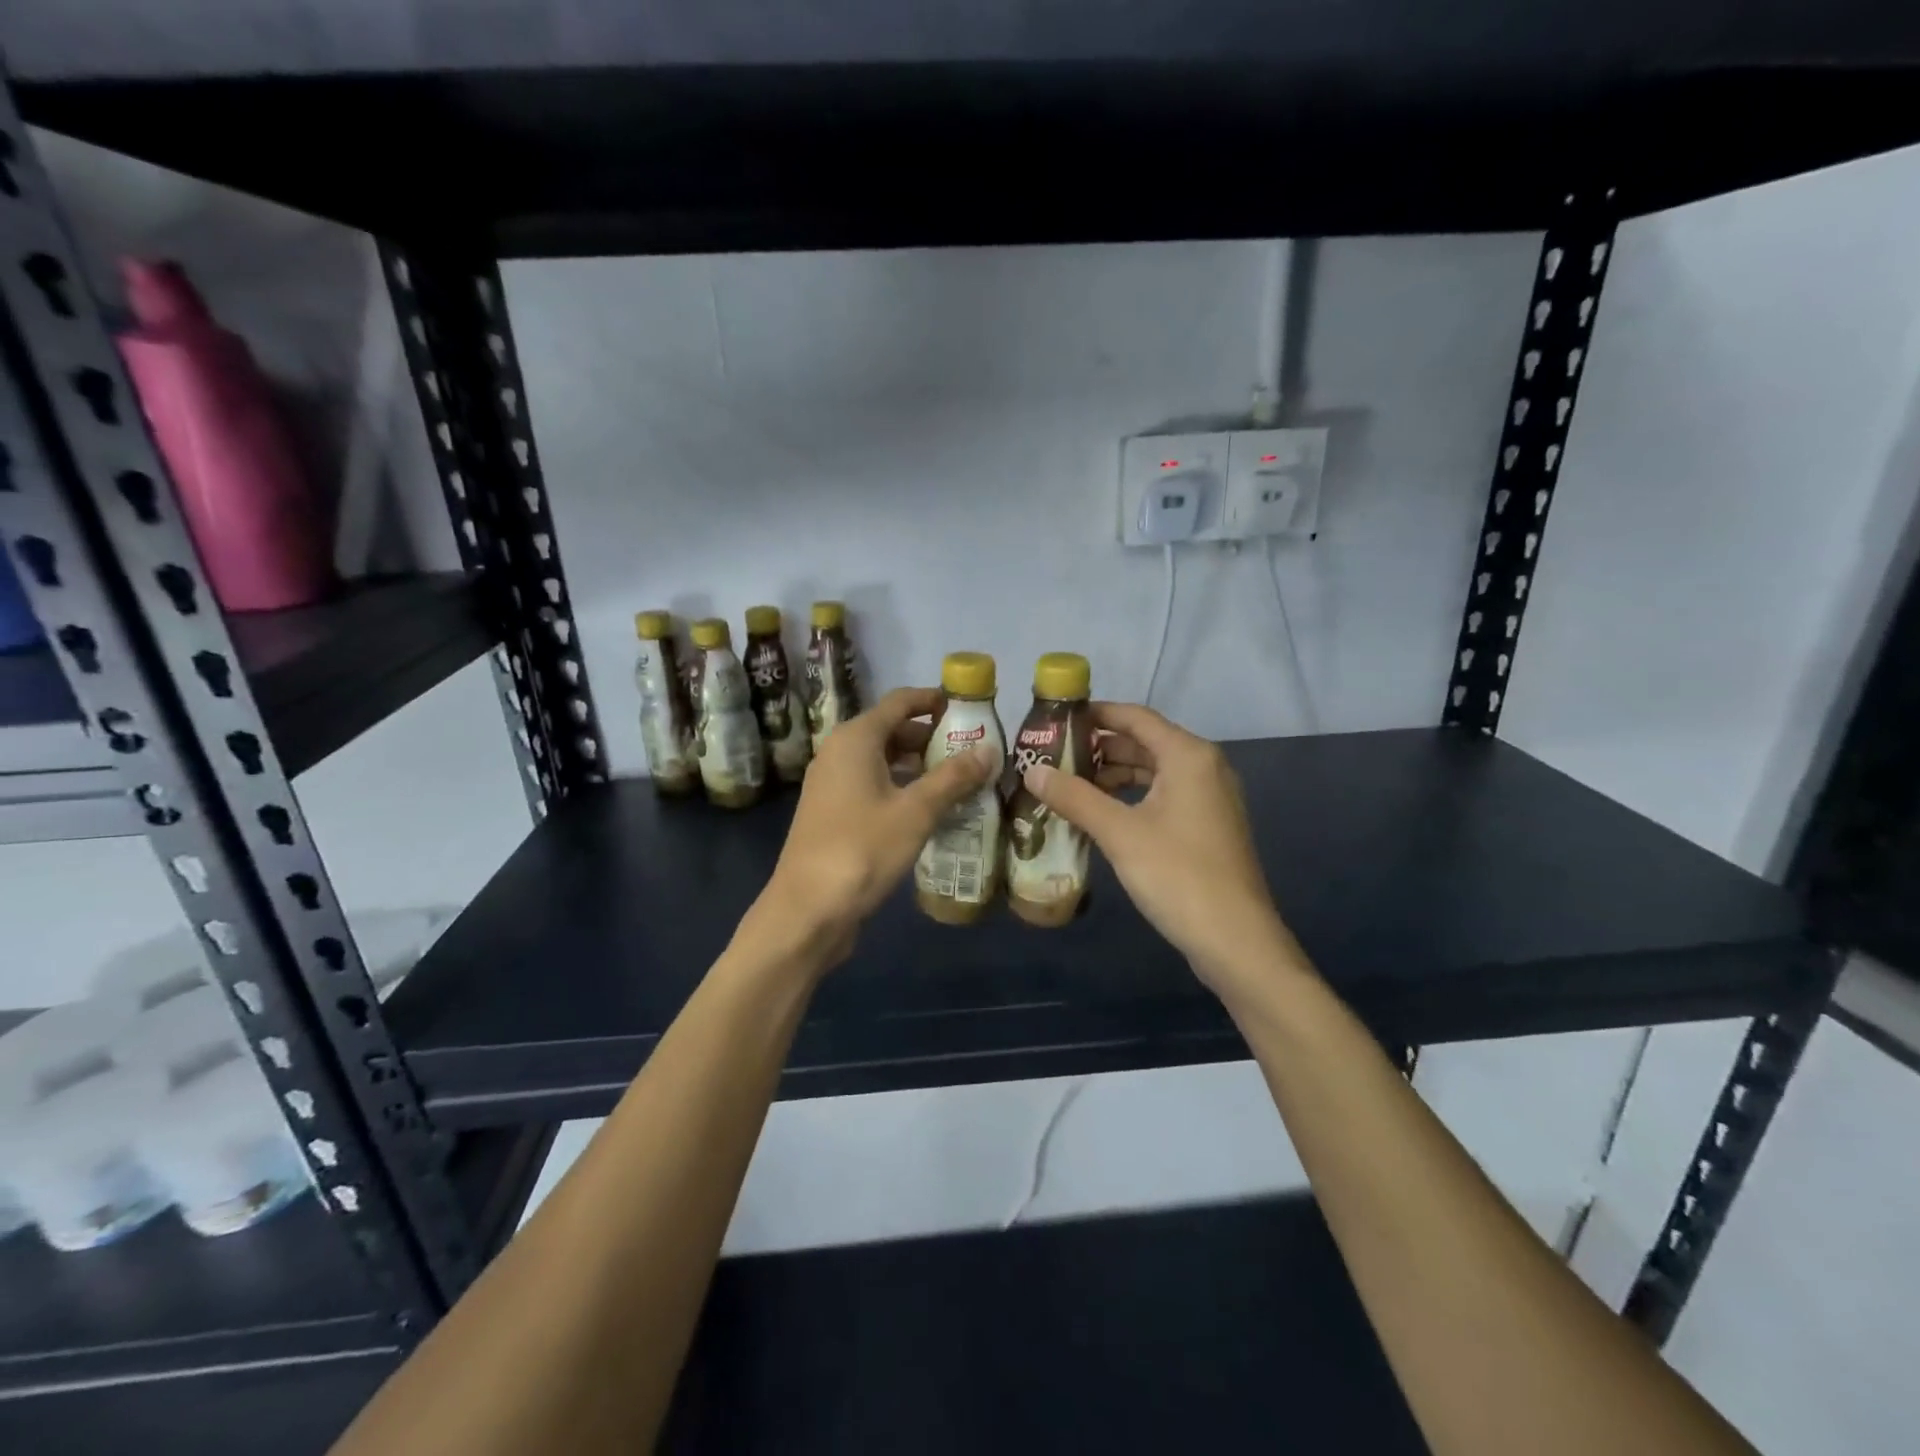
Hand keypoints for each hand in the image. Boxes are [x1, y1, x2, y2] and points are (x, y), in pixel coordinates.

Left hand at [749, 687, 999, 969]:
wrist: (807, 910)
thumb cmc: (862, 850)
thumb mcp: (916, 812)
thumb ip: (953, 778)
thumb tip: (989, 751)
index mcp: (855, 738)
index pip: (900, 702)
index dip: (934, 701)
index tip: (969, 709)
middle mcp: (839, 752)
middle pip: (891, 730)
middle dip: (931, 738)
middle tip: (973, 751)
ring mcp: (832, 784)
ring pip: (883, 760)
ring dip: (919, 766)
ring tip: (960, 780)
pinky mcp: (833, 812)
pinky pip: (873, 785)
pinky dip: (902, 788)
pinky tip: (930, 810)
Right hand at [1022, 702, 1306, 994]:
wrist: (1235, 940)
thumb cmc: (1178, 875)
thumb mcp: (1119, 833)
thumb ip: (1075, 797)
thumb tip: (1031, 771)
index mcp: (1188, 756)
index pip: (1135, 717)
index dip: (1095, 714)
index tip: (1055, 720)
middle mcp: (1203, 767)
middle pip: (1143, 743)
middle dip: (1098, 748)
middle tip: (1052, 756)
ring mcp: (1209, 798)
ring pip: (1152, 772)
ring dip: (1112, 775)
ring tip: (1068, 785)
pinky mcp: (1207, 826)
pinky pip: (1162, 796)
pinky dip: (1130, 798)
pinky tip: (1100, 814)